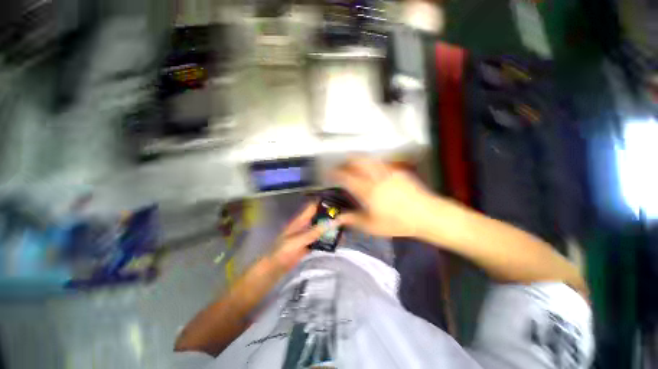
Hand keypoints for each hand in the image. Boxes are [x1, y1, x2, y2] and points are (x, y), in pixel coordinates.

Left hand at [269, 201, 340, 270]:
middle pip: (319, 217)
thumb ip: (315, 231)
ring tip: (346, 227)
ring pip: (321, 229)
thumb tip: (333, 222)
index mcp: (300, 220)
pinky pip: (321, 240)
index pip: (313, 207)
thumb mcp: (299, 240)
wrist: (274, 269)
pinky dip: (328, 240)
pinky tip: (338, 241)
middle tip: (346, 216)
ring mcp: (307, 236)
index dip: (324, 203)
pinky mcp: (309, 246)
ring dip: (331, 228)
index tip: (338, 202)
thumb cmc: (283, 251)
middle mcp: (305, 225)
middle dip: (331, 216)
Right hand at [332, 157, 433, 237]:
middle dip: (346, 161)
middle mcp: (376, 177)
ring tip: (354, 166)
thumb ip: (352, 220)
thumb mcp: (372, 225)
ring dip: (358, 160)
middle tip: (341, 166)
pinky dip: (371, 164)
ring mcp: (388, 171)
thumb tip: (336, 219)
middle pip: (357, 161)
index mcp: (368, 190)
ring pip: (368, 159)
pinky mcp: (397, 171)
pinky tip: (372, 172)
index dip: (336, 173)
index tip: (329, 173)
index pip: (347, 176)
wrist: (426, 215)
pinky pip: (380, 163)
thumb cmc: (397, 223)